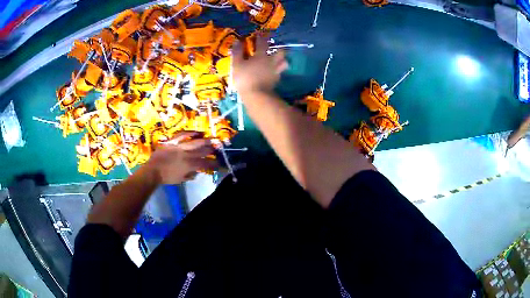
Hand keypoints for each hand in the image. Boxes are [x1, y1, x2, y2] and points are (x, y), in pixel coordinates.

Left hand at [145, 132, 218, 184]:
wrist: (153, 171)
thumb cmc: (166, 177)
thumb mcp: (180, 179)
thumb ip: (190, 175)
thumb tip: (197, 172)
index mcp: (190, 165)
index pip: (205, 164)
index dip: (214, 164)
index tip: (220, 164)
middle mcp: (187, 155)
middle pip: (202, 151)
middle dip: (212, 150)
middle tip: (218, 148)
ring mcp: (180, 147)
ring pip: (195, 142)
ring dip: (205, 140)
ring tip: (211, 139)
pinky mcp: (173, 142)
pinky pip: (182, 135)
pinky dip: (189, 133)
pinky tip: (196, 132)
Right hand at [232, 36, 288, 93]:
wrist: (257, 96)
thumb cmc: (245, 78)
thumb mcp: (237, 64)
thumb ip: (238, 52)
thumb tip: (238, 41)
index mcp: (262, 55)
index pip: (263, 41)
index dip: (262, 36)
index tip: (261, 33)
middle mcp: (271, 61)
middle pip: (280, 51)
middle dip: (277, 48)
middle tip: (273, 48)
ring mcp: (276, 71)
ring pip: (284, 62)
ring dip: (282, 59)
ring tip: (277, 60)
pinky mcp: (277, 81)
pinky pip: (280, 72)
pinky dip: (278, 70)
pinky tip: (274, 72)